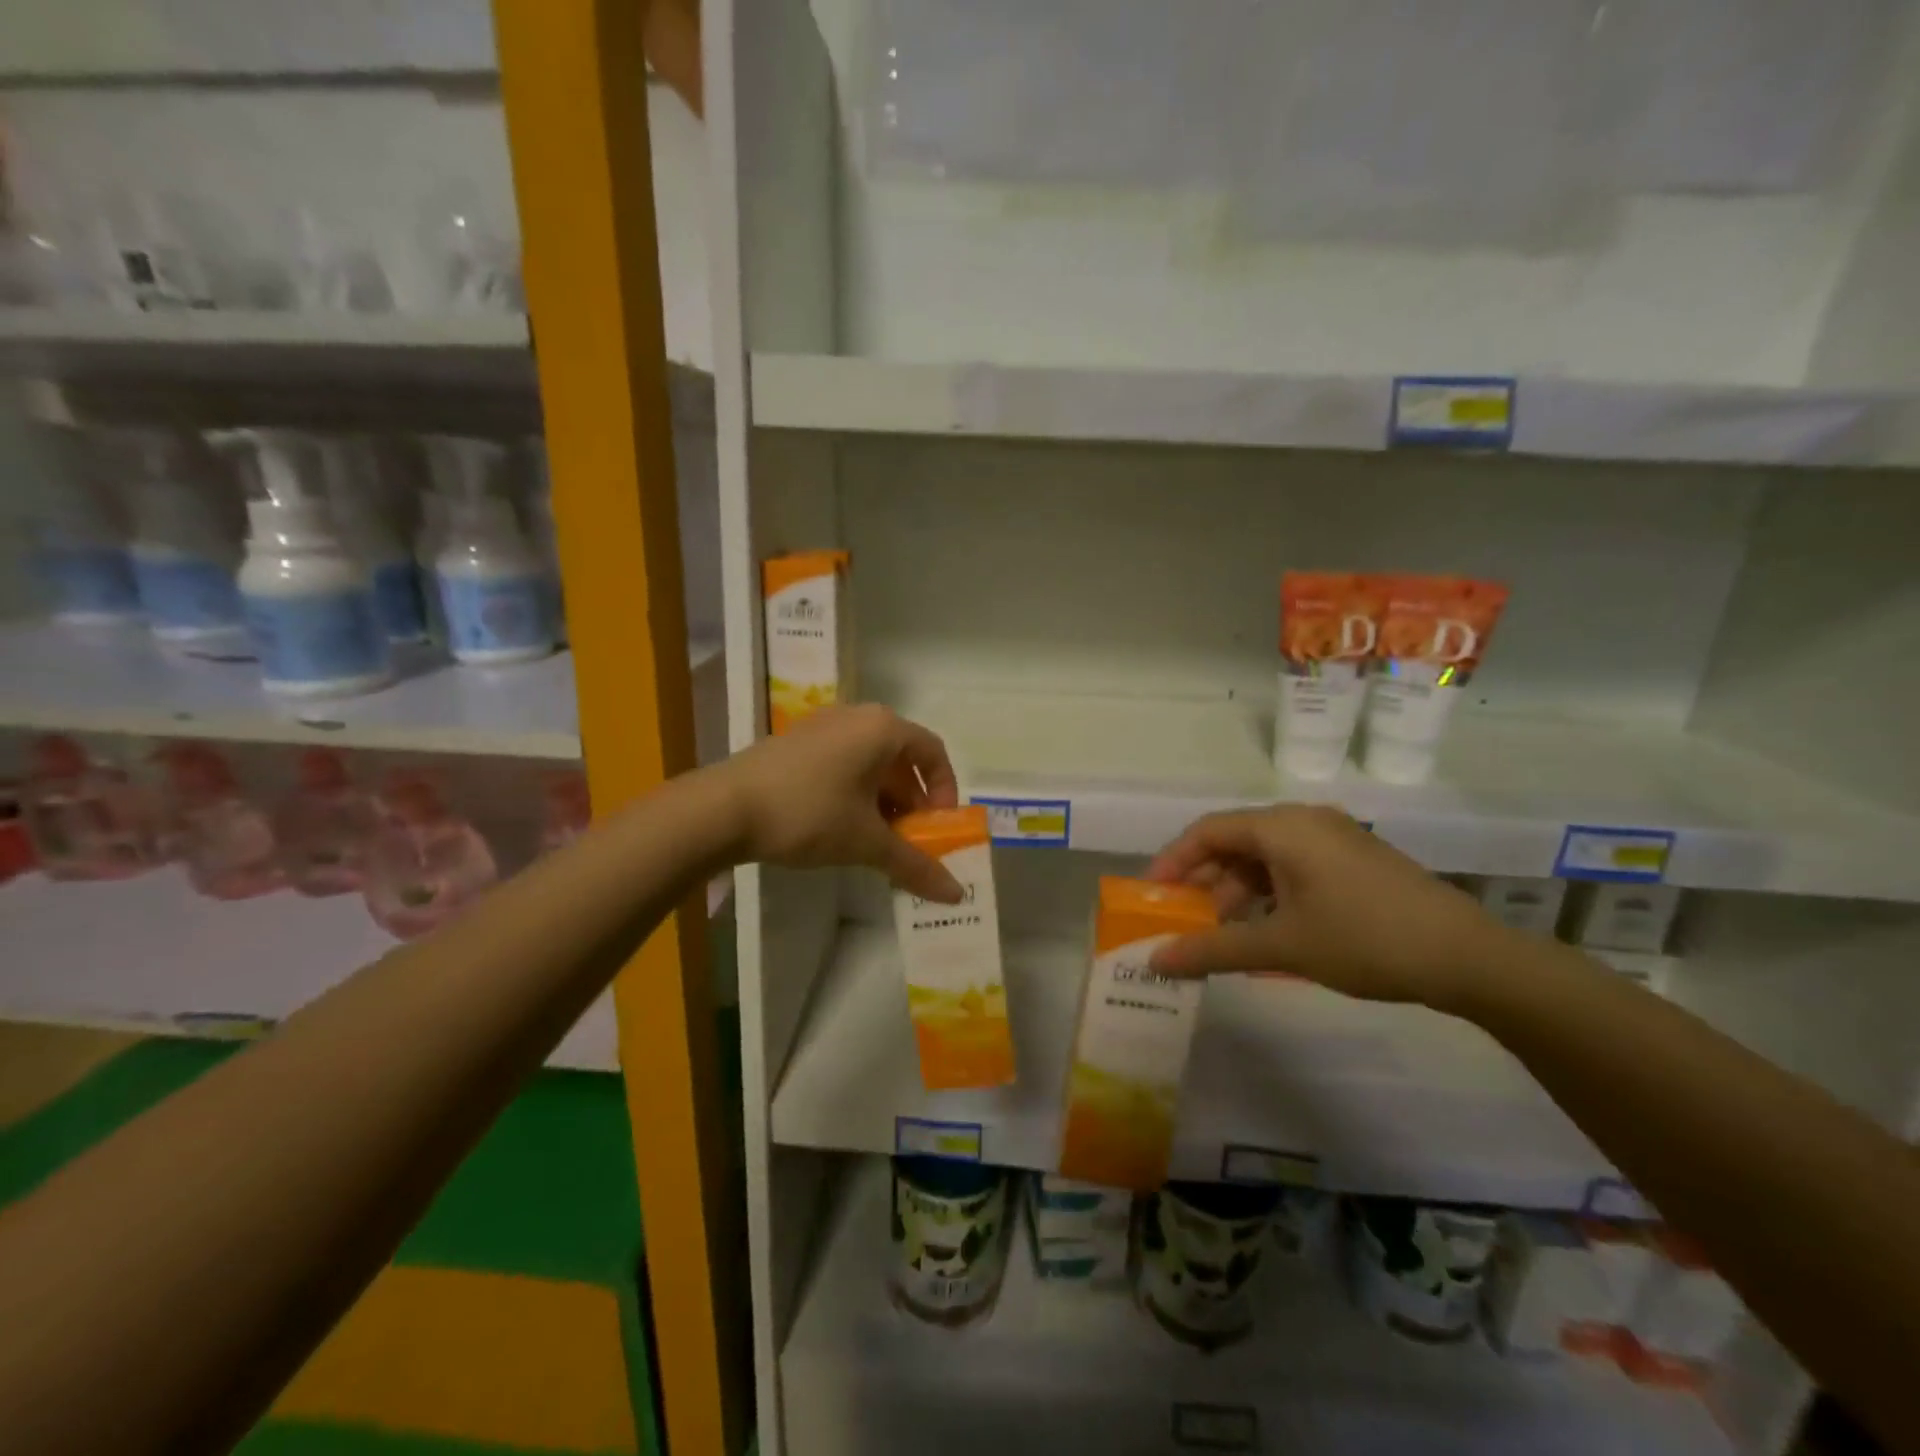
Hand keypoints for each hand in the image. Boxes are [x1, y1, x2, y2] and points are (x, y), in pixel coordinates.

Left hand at [722, 705, 964, 901]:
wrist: (722, 808)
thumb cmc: (808, 814)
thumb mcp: (866, 842)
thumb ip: (915, 865)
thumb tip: (956, 895)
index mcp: (882, 728)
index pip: (933, 752)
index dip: (944, 792)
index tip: (936, 828)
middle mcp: (856, 717)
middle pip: (902, 758)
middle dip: (911, 803)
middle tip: (907, 841)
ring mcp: (822, 726)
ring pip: (870, 763)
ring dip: (883, 802)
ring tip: (874, 841)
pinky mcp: (796, 742)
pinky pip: (842, 763)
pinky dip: (854, 793)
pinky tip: (840, 827)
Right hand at [1145, 805, 1511, 1007]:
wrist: (1469, 958)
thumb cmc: (1364, 939)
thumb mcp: (1282, 946)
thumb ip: (1213, 949)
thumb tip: (1155, 961)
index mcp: (1283, 827)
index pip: (1207, 831)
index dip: (1173, 861)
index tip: (1152, 896)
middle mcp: (1304, 821)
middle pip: (1235, 842)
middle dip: (1203, 882)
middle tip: (1181, 920)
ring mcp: (1333, 839)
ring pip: (1264, 858)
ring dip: (1236, 892)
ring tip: (1220, 934)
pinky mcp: (1354, 861)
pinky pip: (1293, 868)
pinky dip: (1268, 895)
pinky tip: (1264, 931)